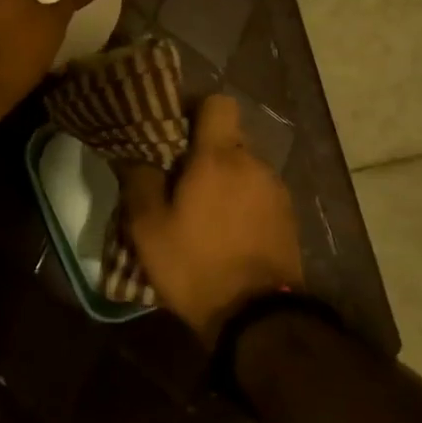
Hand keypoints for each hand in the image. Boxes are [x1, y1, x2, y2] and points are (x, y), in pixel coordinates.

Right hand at [121, 94, 302, 346]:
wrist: (257, 319)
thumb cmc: (195, 264)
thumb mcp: (148, 227)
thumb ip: (139, 181)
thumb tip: (132, 155)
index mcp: (219, 157)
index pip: (217, 103)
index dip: (194, 109)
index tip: (173, 132)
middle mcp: (254, 164)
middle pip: (228, 138)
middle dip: (204, 151)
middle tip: (178, 179)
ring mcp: (276, 191)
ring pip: (244, 168)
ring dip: (224, 180)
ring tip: (201, 212)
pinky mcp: (288, 218)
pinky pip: (258, 193)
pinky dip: (241, 202)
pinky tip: (225, 233)